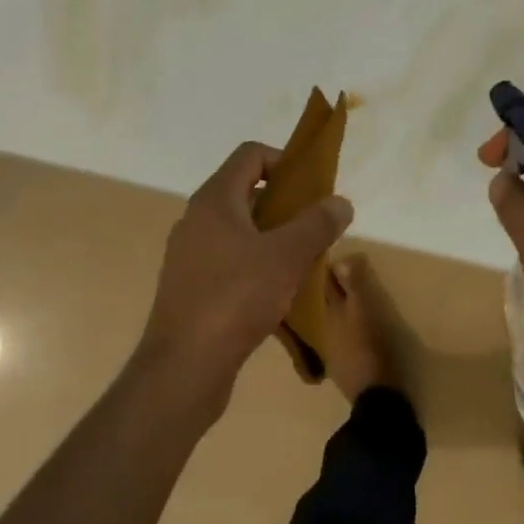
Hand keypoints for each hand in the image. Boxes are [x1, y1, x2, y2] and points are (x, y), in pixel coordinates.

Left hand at [138, 141, 352, 415]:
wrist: (183, 368)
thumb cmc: (235, 298)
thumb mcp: (287, 256)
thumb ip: (317, 224)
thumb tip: (340, 202)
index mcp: (214, 200)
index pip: (250, 155)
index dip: (284, 161)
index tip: (312, 188)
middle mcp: (198, 220)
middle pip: (247, 192)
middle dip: (286, 205)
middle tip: (315, 227)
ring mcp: (191, 255)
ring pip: (241, 231)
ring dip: (274, 239)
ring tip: (304, 262)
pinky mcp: (191, 288)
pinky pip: (231, 262)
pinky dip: (258, 267)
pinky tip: (281, 295)